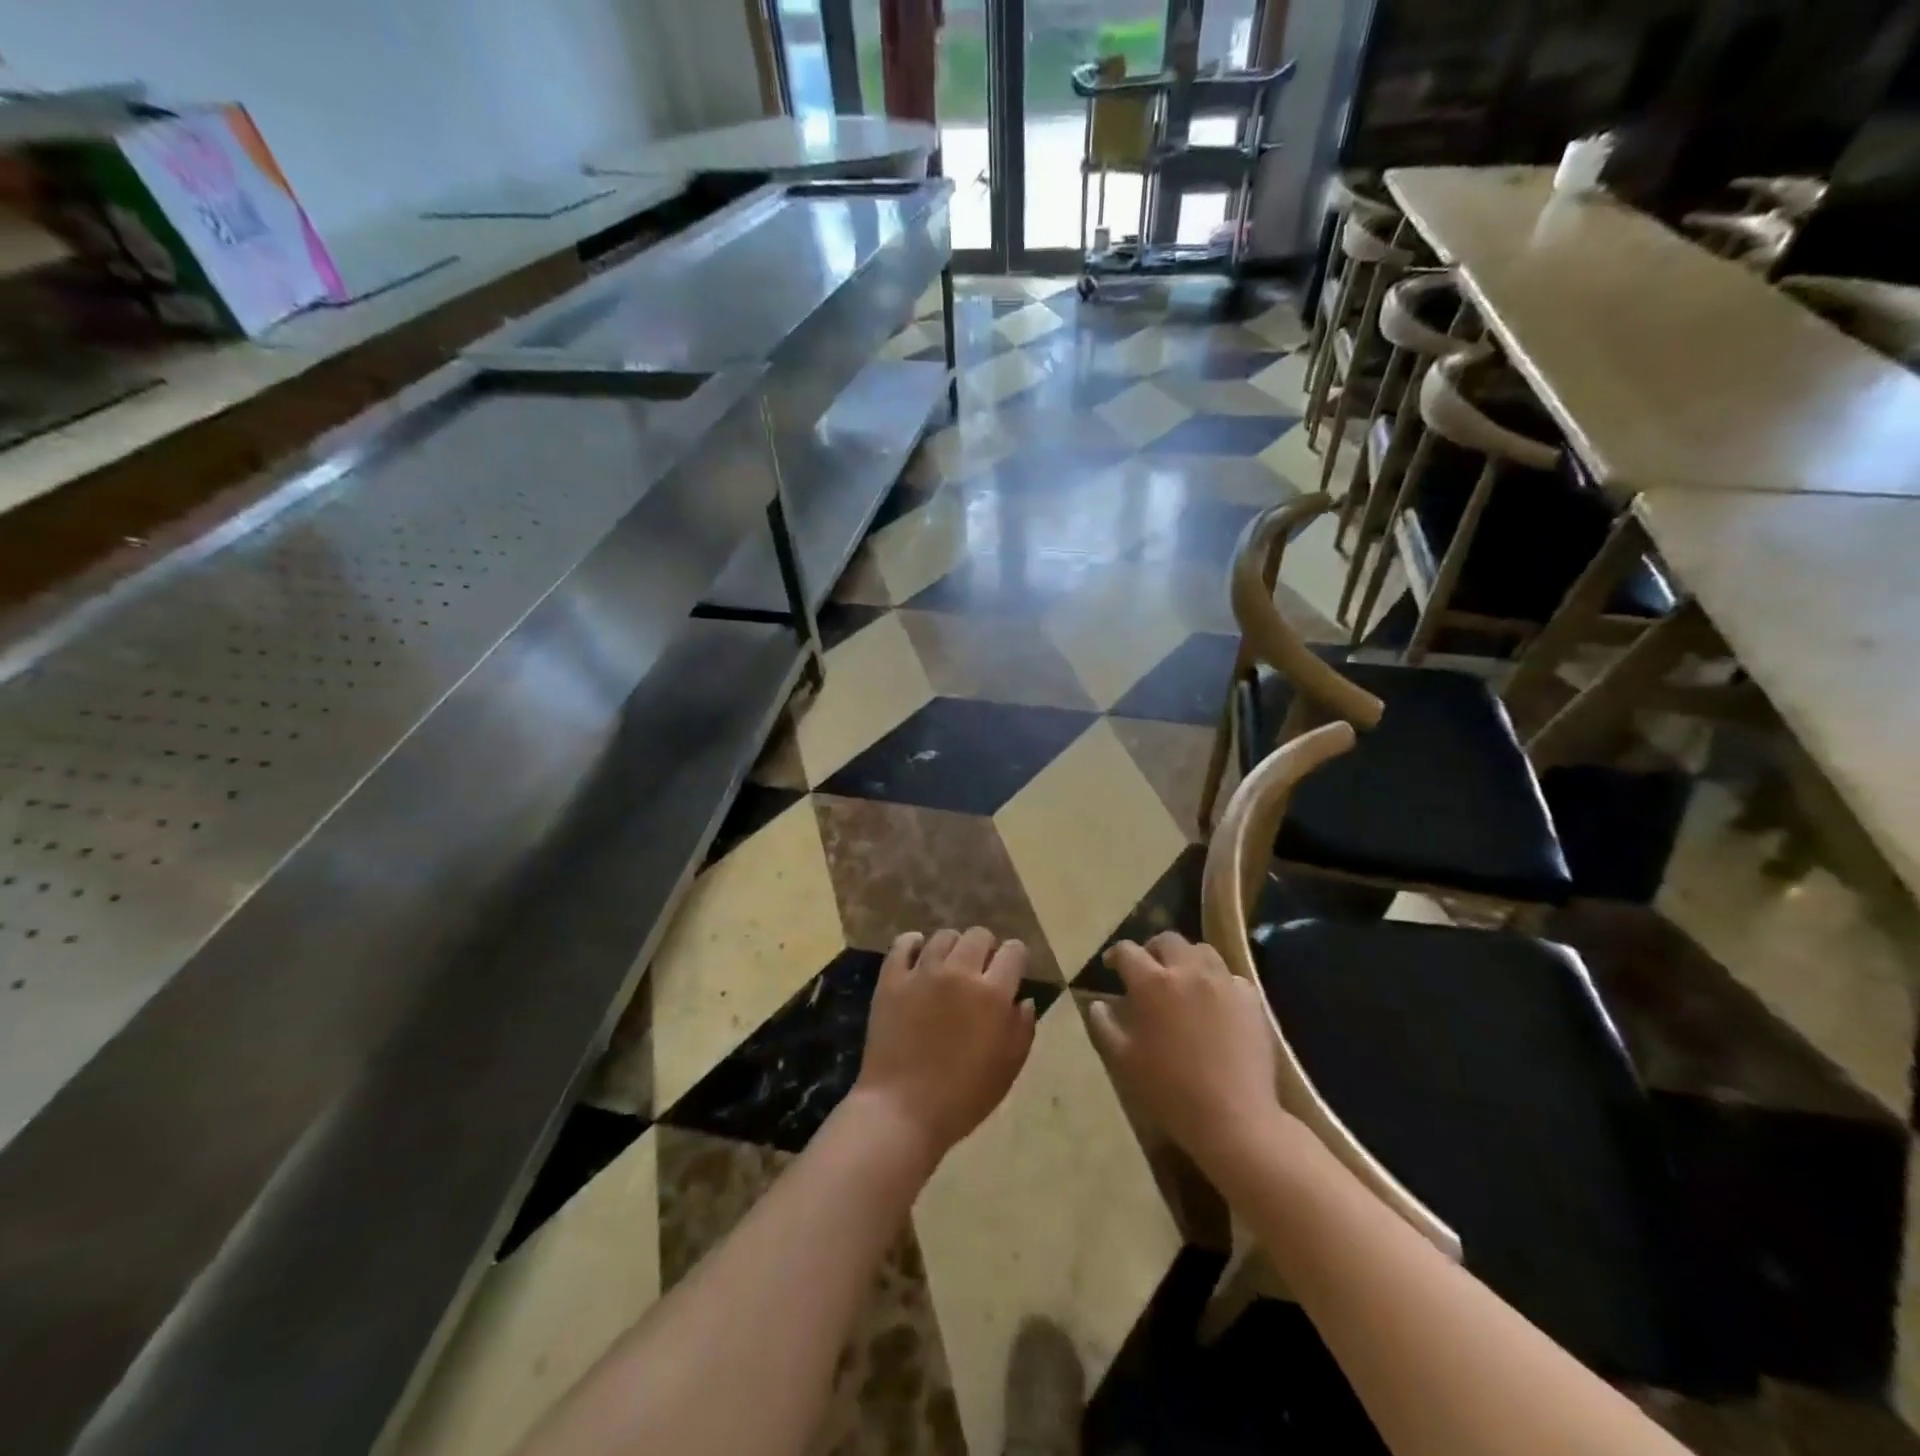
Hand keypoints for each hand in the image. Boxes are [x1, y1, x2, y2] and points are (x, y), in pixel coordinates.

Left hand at [853, 927, 1036, 1166]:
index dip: (1015, 958)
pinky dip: (913, 944)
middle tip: (980, 971)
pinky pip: (903, 944)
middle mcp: (959, 972)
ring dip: (952, 947)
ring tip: (949, 967)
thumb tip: (1023, 1000)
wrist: (902, 1111)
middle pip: (979, 935)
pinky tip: (918, 956)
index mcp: (993, 994)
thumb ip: (1022, 1029)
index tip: (1011, 971)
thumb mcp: (1008, 1069)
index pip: (1014, 951)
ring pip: (944, 936)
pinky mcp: (892, 979)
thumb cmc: (963, 1098)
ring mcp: (922, 972)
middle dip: (986, 948)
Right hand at [1086, 932, 1287, 1178]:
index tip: (1111, 966)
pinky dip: (1218, 981)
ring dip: (1186, 958)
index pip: (1127, 952)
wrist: (1234, 1118)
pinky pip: (1230, 977)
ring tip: (1182, 978)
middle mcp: (1188, 971)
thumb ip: (1104, 1026)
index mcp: (1152, 982)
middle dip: (1152, 949)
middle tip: (1147, 968)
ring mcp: (1223, 982)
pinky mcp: (1251, 999)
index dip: (1115, 955)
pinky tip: (1215, 1001)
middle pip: (1167, 940)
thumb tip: (1098, 1004)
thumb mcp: (1124, 1061)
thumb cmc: (1170, 1090)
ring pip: (1202, 951)